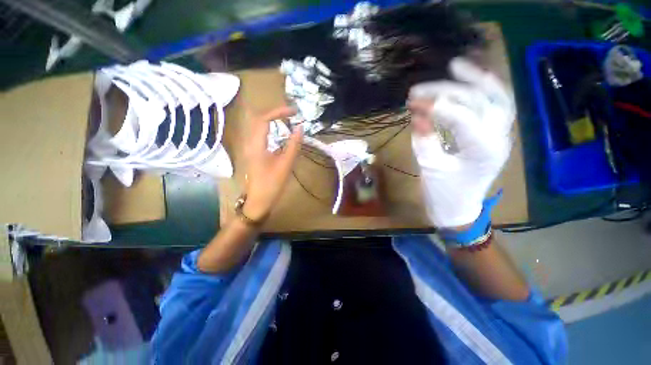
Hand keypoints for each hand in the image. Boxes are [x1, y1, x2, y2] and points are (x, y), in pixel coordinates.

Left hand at [242, 106, 302, 220]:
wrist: (259, 200)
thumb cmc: (272, 184)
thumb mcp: (286, 164)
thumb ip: (293, 145)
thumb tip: (300, 128)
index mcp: (256, 145)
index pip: (263, 119)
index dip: (278, 112)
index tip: (293, 112)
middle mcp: (251, 143)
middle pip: (259, 119)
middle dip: (275, 113)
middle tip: (291, 114)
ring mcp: (251, 148)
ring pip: (260, 127)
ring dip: (273, 120)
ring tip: (288, 120)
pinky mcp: (255, 152)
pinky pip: (262, 135)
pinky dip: (272, 130)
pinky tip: (282, 134)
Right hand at [407, 57, 514, 227]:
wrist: (459, 209)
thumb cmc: (443, 194)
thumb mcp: (429, 168)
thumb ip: (424, 140)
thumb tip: (418, 116)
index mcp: (483, 152)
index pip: (464, 119)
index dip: (439, 107)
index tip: (415, 101)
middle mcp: (498, 139)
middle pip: (482, 102)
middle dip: (451, 90)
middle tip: (421, 88)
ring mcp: (499, 136)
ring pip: (497, 98)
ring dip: (477, 80)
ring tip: (456, 66)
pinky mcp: (492, 135)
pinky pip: (493, 106)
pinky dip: (481, 91)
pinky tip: (468, 81)